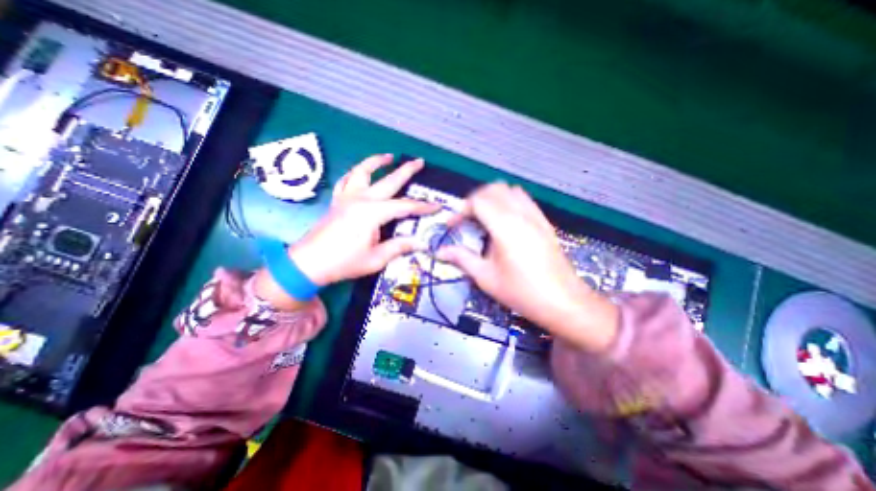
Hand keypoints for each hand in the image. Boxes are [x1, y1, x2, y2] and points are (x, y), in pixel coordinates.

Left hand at [258, 155, 442, 309]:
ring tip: (389, 156)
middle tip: (419, 161)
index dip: (423, 206)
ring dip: (377, 162)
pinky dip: (355, 174)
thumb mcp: (376, 258)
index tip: (437, 206)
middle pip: (388, 180)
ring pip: (362, 171)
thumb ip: (399, 247)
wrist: (308, 264)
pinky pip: (346, 181)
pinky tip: (360, 173)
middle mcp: (360, 199)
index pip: (405, 206)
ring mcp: (346, 197)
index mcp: (373, 213)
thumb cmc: (344, 262)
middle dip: (406, 171)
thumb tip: (420, 242)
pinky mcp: (337, 201)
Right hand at [436, 181, 613, 350]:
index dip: (460, 210)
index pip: (477, 201)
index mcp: (504, 226)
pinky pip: (524, 199)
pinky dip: (508, 201)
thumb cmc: (521, 292)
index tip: (452, 226)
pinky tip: (505, 221)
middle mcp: (521, 214)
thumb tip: (440, 252)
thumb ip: (462, 259)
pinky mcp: (544, 221)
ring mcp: (535, 215)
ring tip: (484, 217)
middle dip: (474, 200)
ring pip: (510, 190)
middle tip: (466, 220)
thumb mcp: (486, 277)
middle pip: (493, 189)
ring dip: (492, 198)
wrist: (562, 302)